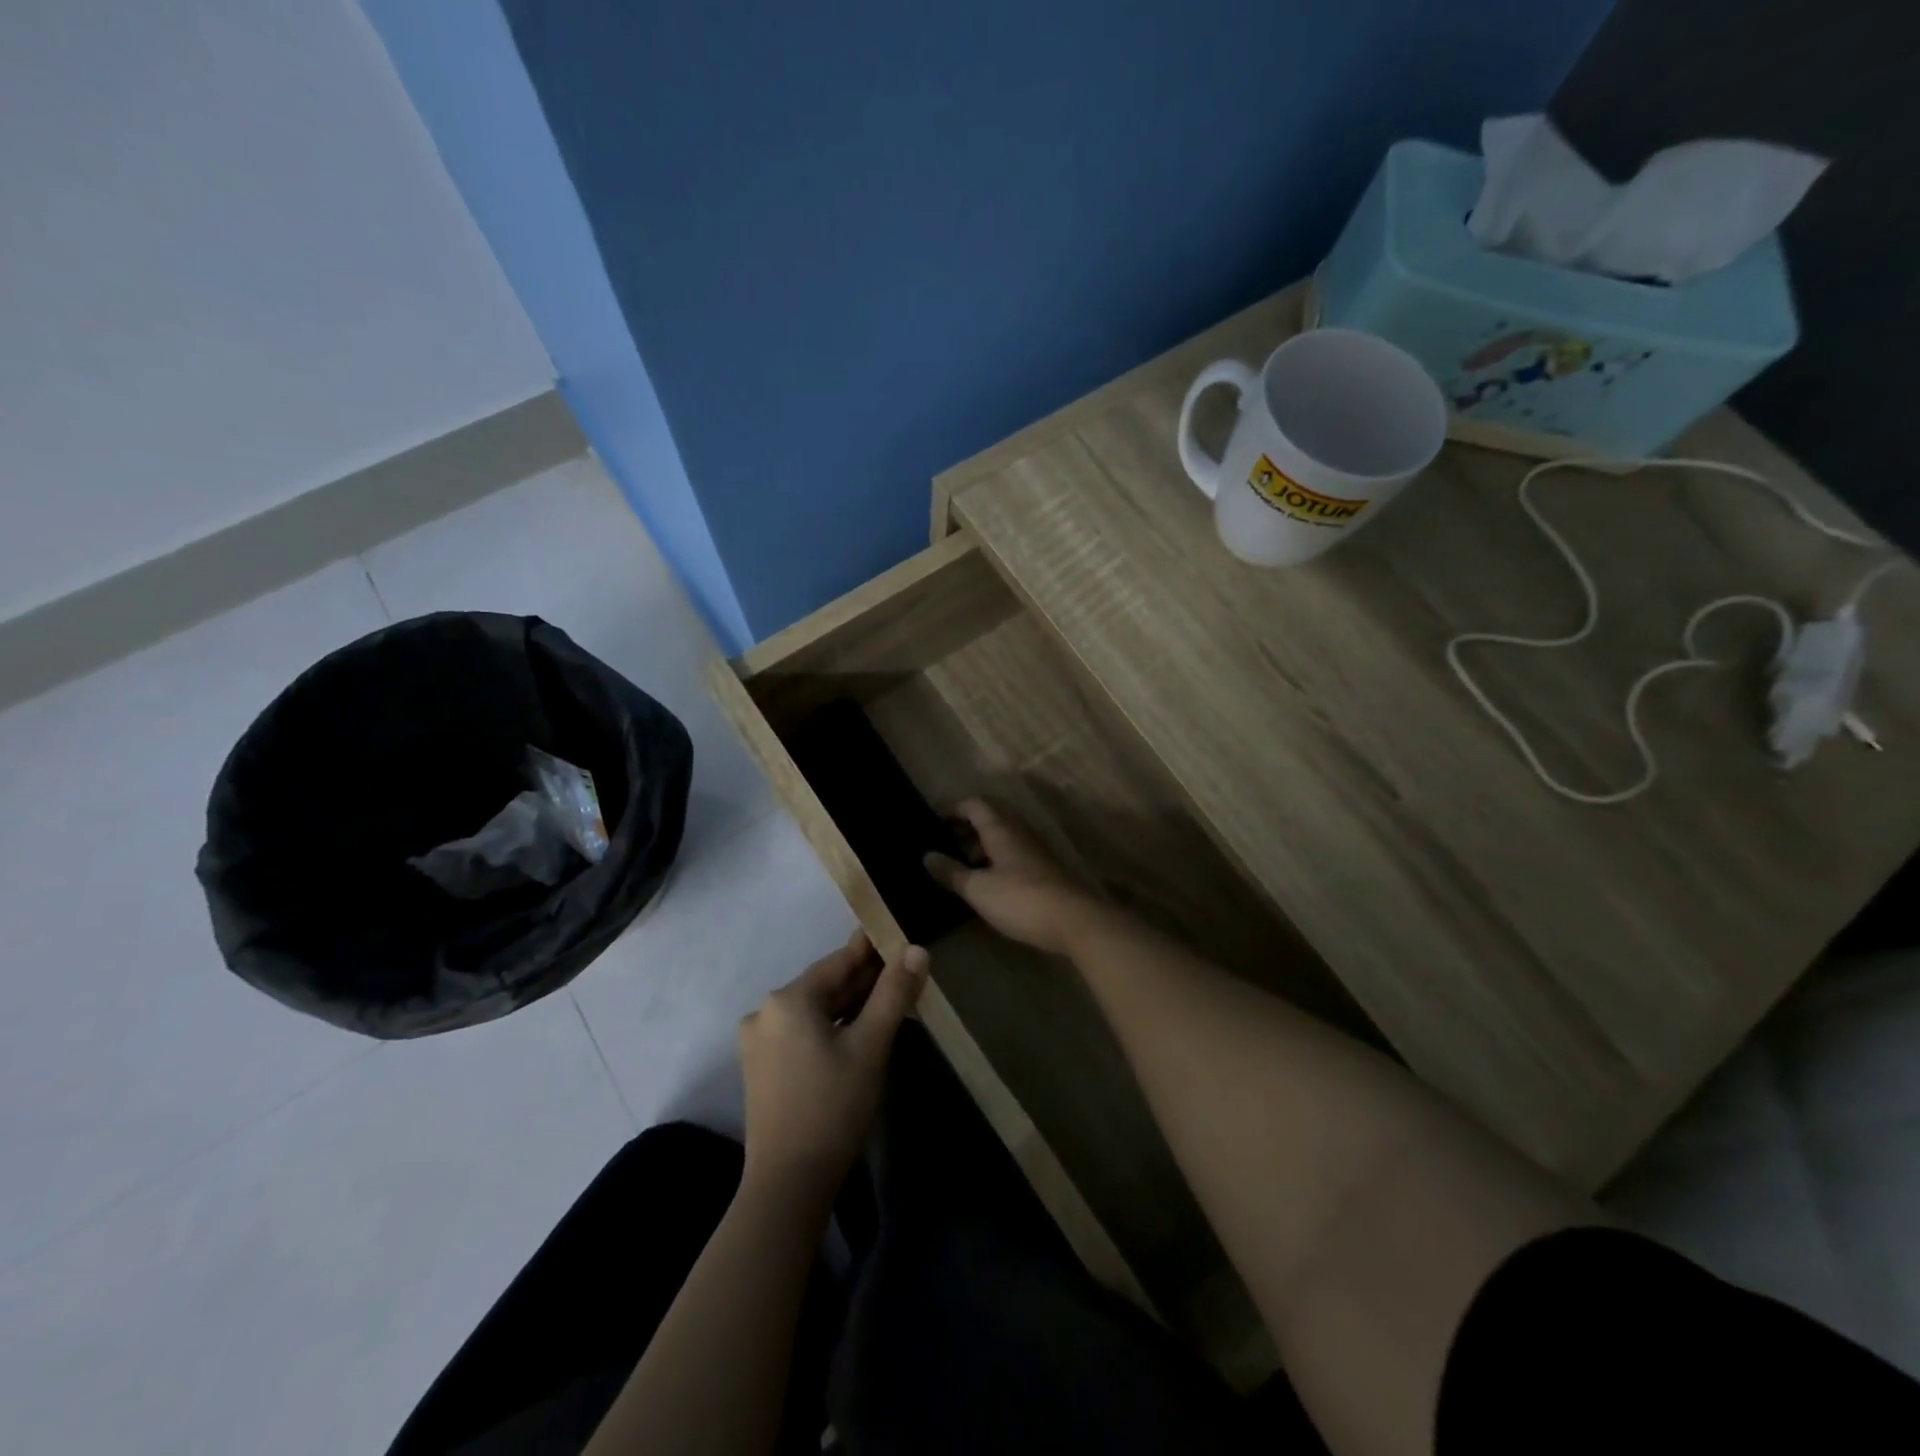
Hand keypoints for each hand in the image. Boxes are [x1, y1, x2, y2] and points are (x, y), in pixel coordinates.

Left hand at [738, 929, 926, 1200]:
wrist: (788, 1185)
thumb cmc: (833, 1108)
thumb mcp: (870, 1046)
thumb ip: (893, 994)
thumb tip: (916, 949)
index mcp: (787, 999)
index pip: (838, 962)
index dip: (871, 949)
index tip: (897, 933)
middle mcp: (766, 1012)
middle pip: (825, 986)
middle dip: (864, 980)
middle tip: (903, 968)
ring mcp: (760, 1041)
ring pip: (815, 1010)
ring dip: (850, 1004)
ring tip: (889, 997)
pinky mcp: (762, 1067)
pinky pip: (804, 1032)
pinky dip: (832, 1027)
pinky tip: (859, 1030)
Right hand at [924, 798, 1098, 955]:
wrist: (1074, 921)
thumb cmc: (1020, 899)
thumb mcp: (977, 889)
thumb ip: (951, 872)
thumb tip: (926, 856)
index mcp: (1000, 828)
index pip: (974, 804)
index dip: (953, 809)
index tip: (933, 824)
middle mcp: (1019, 831)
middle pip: (990, 817)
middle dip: (966, 828)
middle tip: (945, 846)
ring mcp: (1035, 849)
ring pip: (1003, 836)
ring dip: (982, 845)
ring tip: (963, 868)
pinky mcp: (1044, 868)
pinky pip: (1014, 853)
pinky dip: (996, 859)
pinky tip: (988, 883)